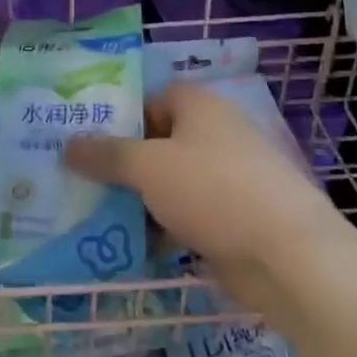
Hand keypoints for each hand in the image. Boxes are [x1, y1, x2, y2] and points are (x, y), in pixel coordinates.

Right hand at [64, 83, 340, 315]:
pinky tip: (131, 246)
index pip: (153, 98)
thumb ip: (106, 154)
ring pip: (171, 183)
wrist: (289, 257)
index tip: (87, 138)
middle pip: (159, 142)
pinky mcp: (235, 221)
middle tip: (81, 177)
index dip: (121, 115)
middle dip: (123, 162)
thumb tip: (68, 145)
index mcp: (201, 107)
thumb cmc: (214, 191)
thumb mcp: (148, 167)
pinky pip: (186, 216)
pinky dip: (162, 228)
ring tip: (95, 214)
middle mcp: (217, 135)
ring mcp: (229, 180)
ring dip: (139, 199)